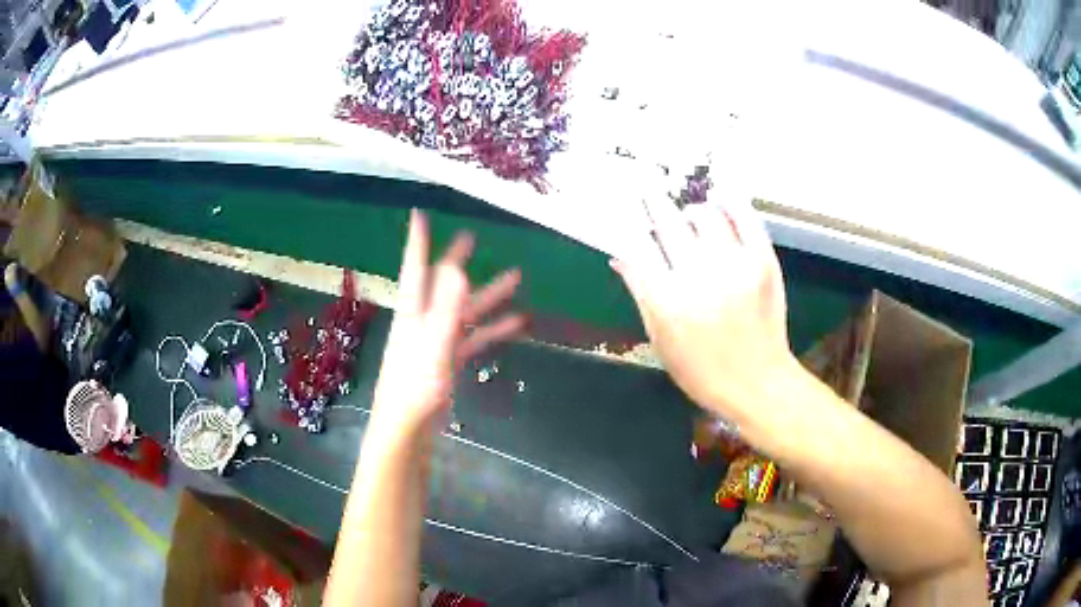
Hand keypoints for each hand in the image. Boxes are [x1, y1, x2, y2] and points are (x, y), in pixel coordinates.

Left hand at [371, 209, 525, 437]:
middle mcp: (422, 322)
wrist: (408, 429)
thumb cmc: (415, 386)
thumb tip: (457, 268)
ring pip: (464, 312)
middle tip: (471, 238)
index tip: (419, 215)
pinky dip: (492, 330)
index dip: (418, 241)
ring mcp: (435, 342)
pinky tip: (516, 324)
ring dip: (488, 296)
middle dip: (457, 261)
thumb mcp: (433, 344)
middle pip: (442, 285)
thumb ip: (446, 307)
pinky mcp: (447, 362)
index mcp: (413, 313)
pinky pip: (472, 339)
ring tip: (516, 278)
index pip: (415, 268)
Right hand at [611, 198, 794, 419]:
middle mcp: (699, 277)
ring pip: (705, 215)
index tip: (627, 212)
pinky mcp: (763, 261)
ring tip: (689, 216)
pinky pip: (744, 217)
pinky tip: (720, 200)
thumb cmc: (702, 371)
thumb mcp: (661, 340)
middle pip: (667, 223)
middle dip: (652, 202)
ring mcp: (735, 265)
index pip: (639, 247)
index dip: (630, 224)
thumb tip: (620, 256)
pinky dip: (730, 203)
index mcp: (667, 301)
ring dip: (691, 211)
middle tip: (647, 190)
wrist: (759, 383)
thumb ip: (641, 293)